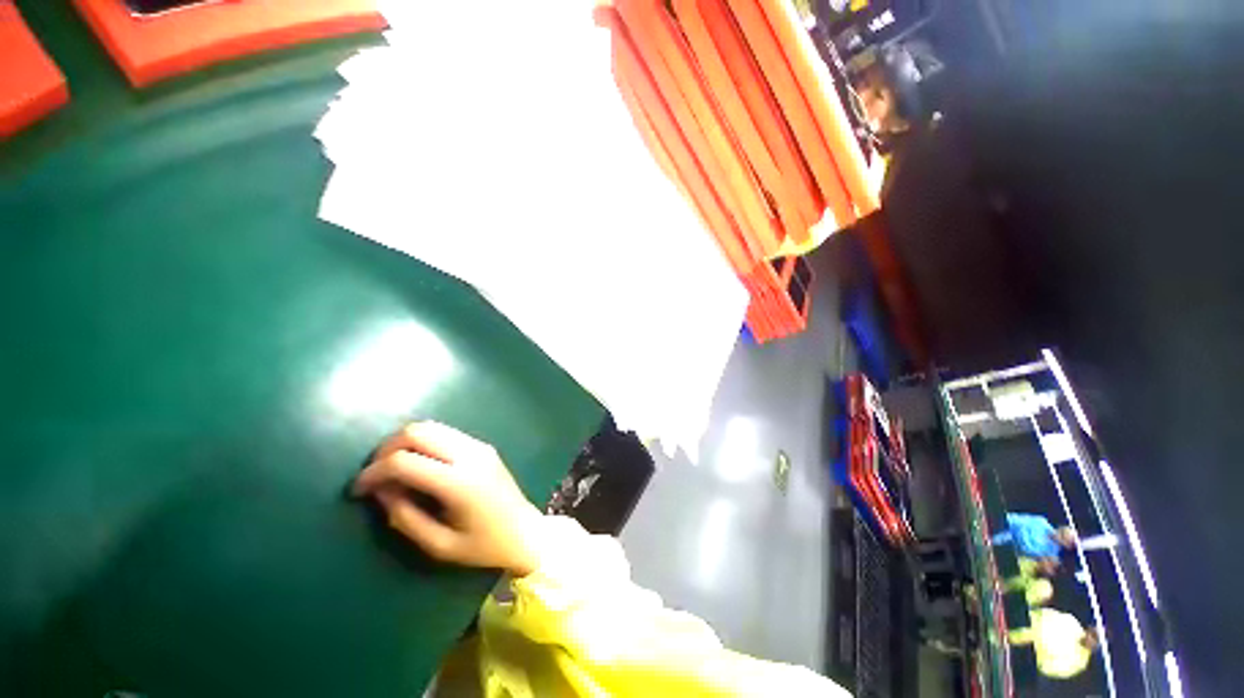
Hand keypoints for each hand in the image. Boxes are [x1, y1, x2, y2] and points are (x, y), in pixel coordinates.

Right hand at [352, 422, 543, 576]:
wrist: (525, 531)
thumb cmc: (483, 546)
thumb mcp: (438, 545)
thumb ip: (405, 517)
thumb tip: (380, 490)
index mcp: (459, 482)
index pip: (405, 461)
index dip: (373, 473)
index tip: (357, 491)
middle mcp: (470, 454)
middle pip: (417, 431)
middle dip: (385, 449)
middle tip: (374, 477)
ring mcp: (479, 445)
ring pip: (431, 426)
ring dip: (404, 442)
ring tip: (391, 470)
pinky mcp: (483, 445)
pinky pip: (446, 433)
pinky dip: (423, 442)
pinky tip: (417, 464)